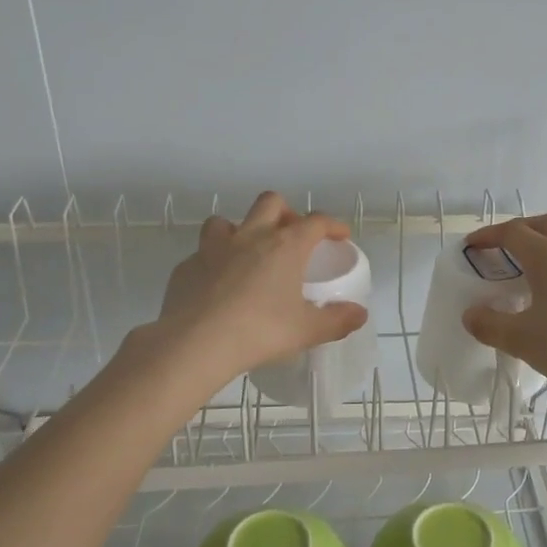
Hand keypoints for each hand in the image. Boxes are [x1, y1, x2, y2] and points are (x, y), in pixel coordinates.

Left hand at [152, 192, 368, 386]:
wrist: (195, 343)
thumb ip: (336, 320)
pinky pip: (202, 254)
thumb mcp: (306, 331)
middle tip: (291, 236)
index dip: (332, 225)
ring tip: (247, 254)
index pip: (315, 221)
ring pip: (227, 221)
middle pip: (270, 203)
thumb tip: (359, 314)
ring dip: (240, 230)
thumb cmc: (260, 331)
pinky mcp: (186, 266)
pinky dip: (213, 263)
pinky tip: (216, 286)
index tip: (339, 236)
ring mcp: (213, 248)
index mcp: (285, 246)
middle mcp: (250, 236)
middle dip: (285, 212)